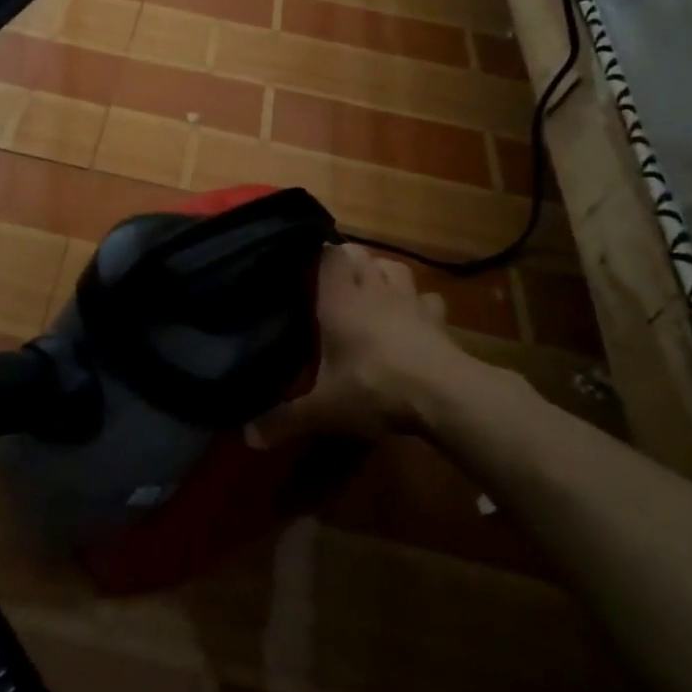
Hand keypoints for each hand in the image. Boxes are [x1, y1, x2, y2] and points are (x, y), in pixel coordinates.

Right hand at [246, 244, 491, 447]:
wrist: (443, 395)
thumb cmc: (372, 387)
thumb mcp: (322, 409)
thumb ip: (285, 419)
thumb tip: (248, 437)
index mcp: (340, 299)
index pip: (330, 254)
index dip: (320, 253)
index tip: (307, 264)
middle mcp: (374, 290)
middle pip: (361, 254)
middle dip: (349, 261)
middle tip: (335, 282)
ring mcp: (410, 301)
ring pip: (396, 267)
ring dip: (383, 273)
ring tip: (373, 290)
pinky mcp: (439, 320)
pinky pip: (428, 299)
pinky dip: (420, 304)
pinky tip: (414, 318)